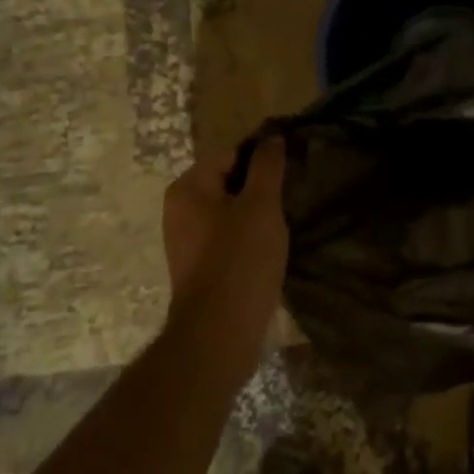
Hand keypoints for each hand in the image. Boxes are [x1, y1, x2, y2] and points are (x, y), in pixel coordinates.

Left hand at [161, 139, 288, 382]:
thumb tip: (272, 136)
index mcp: (188, 187)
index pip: (233, 154)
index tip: (292, 170)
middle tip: (293, 196)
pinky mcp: (199, 268)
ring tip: (287, 222)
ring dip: (258, 214)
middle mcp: (180, 209)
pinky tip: (271, 248)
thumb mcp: (261, 205)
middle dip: (262, 188)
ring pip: (231, 211)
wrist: (218, 337)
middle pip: (230, 182)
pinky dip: (249, 238)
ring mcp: (187, 241)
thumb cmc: (239, 261)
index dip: (264, 159)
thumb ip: (267, 166)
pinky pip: (228, 238)